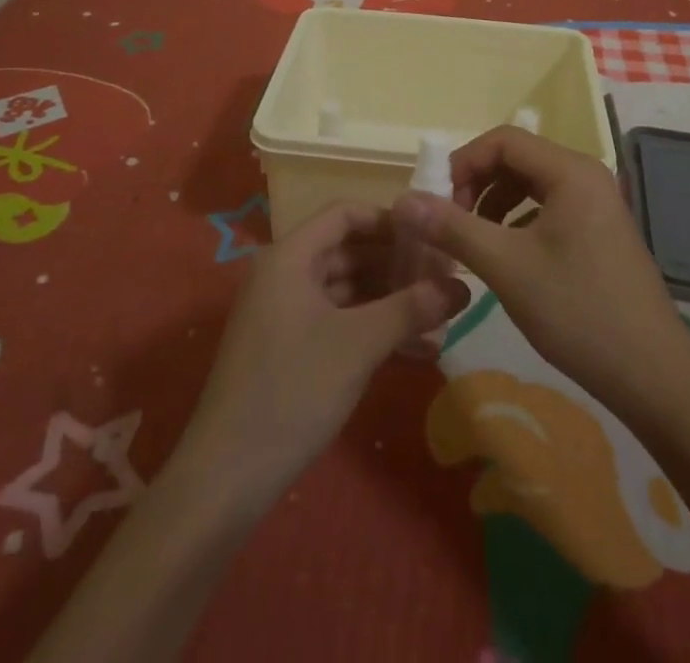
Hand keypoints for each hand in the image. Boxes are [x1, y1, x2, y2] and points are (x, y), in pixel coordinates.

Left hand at [177, 203, 468, 506]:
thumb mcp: (359, 344)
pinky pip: (337, 320)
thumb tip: (463, 286)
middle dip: (396, 263)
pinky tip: (416, 349)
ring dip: (389, 299)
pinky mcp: (289, 347)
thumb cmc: (293, 390)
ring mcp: (285, 312)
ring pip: (346, 289)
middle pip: (347, 250)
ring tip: (439, 314)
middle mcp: (285, 274)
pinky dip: (372, 327)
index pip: (344, 214)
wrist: (227, 476)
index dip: (388, 220)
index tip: (430, 234)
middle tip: (443, 277)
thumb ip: (411, 308)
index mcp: (290, 256)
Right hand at [391, 127, 689, 409]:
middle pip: (517, 158)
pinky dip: (518, 220)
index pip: (503, 140)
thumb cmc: (578, 311)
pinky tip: (506, 254)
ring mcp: (597, 203)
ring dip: (494, 203)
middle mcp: (586, 175)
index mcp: (570, 170)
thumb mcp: (507, 267)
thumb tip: (402, 200)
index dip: (463, 162)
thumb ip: (453, 228)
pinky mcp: (600, 230)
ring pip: (531, 184)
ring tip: (473, 240)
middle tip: (450, 223)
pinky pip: (548, 207)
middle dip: (477, 183)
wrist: (653, 375)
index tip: (436, 201)